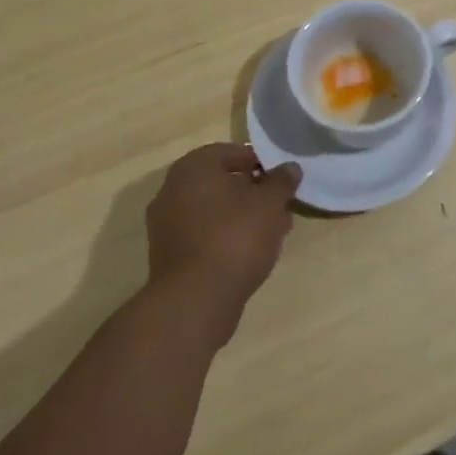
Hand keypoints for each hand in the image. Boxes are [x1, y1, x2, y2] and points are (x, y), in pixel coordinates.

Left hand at [145, 144, 300, 341]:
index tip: (281, 180)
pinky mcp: (168, 256)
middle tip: (279, 206)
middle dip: (253, 192)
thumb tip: (289, 168)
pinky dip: (226, 237)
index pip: (232, 152)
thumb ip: (281, 181)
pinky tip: (251, 253)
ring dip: (242, 216)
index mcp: (193, 167)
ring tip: (272, 232)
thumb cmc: (234, 238)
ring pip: (214, 210)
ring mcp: (166, 224)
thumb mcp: (270, 204)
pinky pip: (203, 234)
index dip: (260, 163)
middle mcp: (172, 189)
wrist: (194, 302)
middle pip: (221, 182)